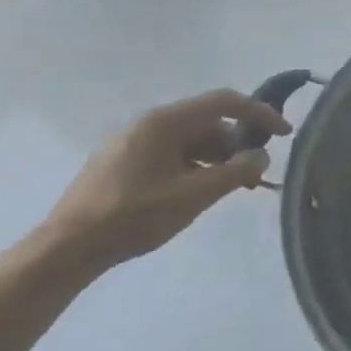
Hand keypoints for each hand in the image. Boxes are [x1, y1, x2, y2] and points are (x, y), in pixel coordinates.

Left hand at [39, 89, 290, 273]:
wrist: (66, 249)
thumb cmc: (132, 217)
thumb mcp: (193, 196)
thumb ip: (235, 172)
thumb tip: (262, 156)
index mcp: (163, 122)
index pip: (224, 102)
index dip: (260, 114)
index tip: (285, 134)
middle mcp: (148, 123)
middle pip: (208, 120)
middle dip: (238, 142)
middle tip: (255, 172)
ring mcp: (133, 141)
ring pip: (191, 138)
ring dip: (218, 156)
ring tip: (231, 186)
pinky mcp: (124, 161)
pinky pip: (173, 152)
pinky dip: (196, 165)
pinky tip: (200, 190)